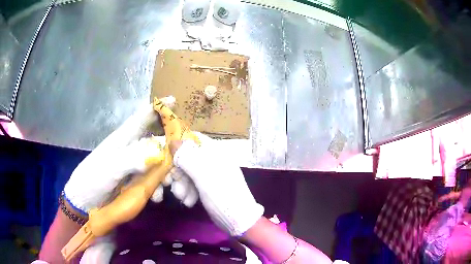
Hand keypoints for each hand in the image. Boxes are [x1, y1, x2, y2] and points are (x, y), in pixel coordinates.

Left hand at [63, 104, 163, 214]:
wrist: (84, 201)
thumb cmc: (92, 180)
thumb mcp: (108, 170)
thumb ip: (130, 161)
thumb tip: (156, 156)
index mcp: (122, 139)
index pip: (141, 118)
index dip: (156, 108)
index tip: (173, 101)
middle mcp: (129, 149)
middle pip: (154, 140)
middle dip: (168, 148)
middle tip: (180, 160)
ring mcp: (131, 165)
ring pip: (155, 161)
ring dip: (164, 173)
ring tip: (169, 186)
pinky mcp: (132, 179)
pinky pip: (151, 178)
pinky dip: (157, 186)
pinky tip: (156, 197)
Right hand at [172, 136, 263, 235]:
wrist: (238, 219)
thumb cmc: (221, 194)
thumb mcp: (203, 175)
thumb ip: (187, 157)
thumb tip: (173, 141)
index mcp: (215, 152)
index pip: (193, 139)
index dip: (178, 145)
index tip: (166, 155)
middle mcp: (212, 160)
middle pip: (187, 158)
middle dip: (177, 172)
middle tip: (167, 183)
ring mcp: (210, 174)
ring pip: (188, 173)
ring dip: (181, 185)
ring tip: (182, 197)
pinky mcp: (208, 186)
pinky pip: (193, 184)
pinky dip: (188, 191)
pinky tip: (188, 202)